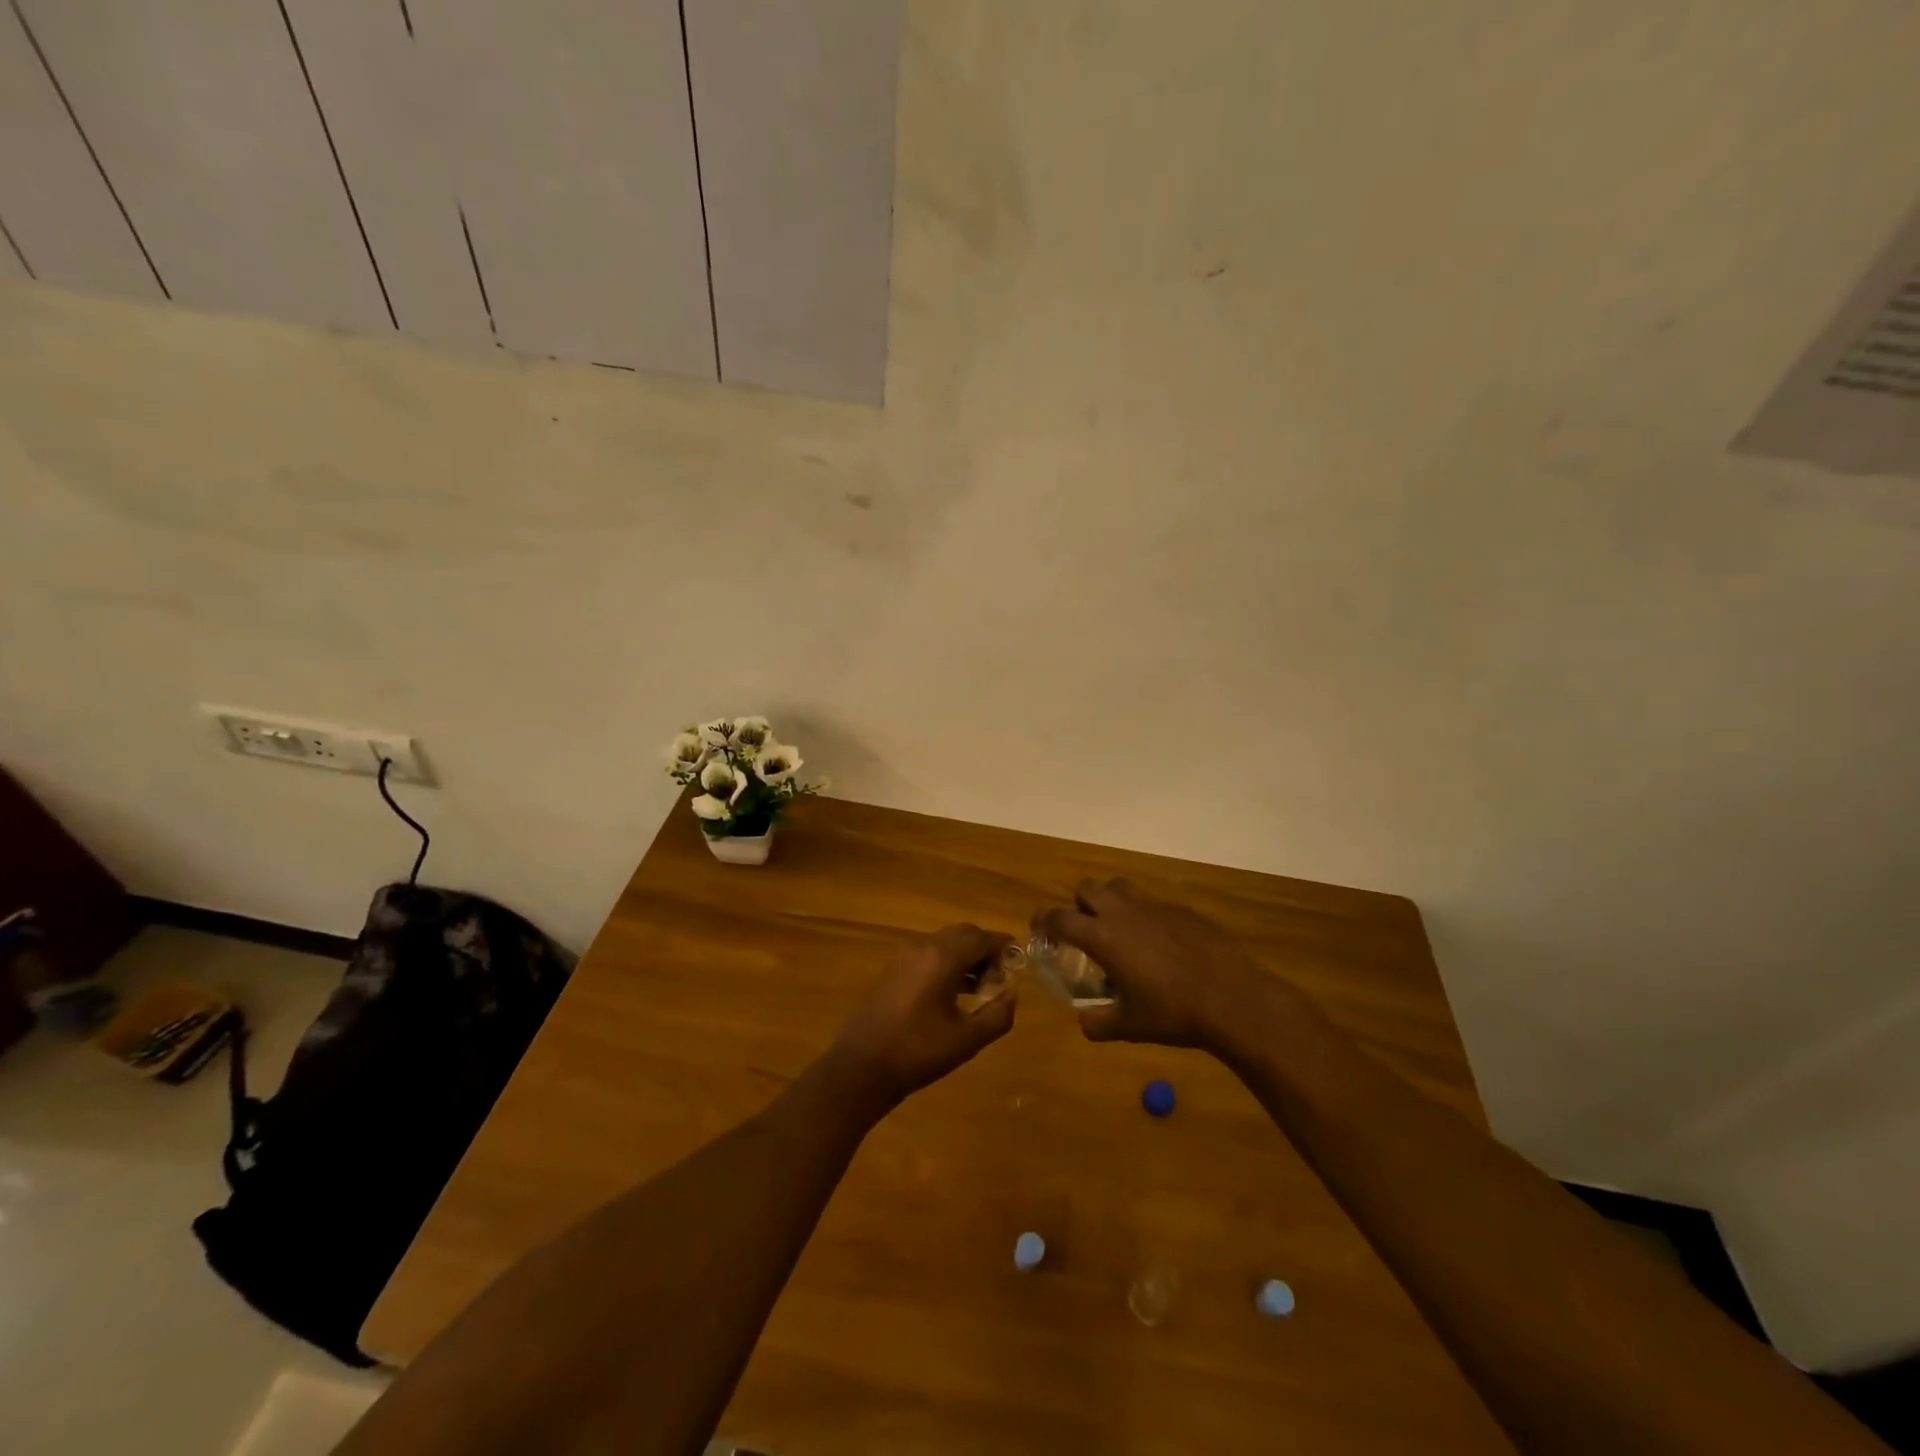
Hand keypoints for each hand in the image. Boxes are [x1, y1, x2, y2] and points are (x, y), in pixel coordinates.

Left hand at [825, 924, 1017, 1107]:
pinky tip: (954, 992)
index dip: (1004, 946)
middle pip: (963, 934)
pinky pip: (928, 955)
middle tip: (1000, 976)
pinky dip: (947, 963)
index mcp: (942, 957)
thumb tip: (1012, 994)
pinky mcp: (893, 970)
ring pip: (944, 943)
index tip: (1019, 960)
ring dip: (966, 956)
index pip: (982, 937)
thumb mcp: (967, 1040)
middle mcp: (923, 947)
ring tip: (981, 987)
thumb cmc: (918, 1052)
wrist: (861, 1067)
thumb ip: (998, 1015)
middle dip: (985, 949)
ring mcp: (904, 957)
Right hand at [1035, 880, 1291, 1053]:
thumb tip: (1084, 1021)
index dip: (1043, 921)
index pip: (1059, 916)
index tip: (1039, 931)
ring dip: (1109, 901)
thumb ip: (1097, 1023)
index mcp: (1102, 936)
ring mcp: (1154, 906)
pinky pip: (1151, 902)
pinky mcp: (1180, 909)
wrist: (1232, 998)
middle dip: (1078, 904)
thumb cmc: (1172, 1013)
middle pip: (1087, 888)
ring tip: (1117, 930)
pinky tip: (1158, 944)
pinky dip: (1143, 915)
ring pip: (1118, 887)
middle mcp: (1123, 912)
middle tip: (1083, 931)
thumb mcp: (1128, 1027)